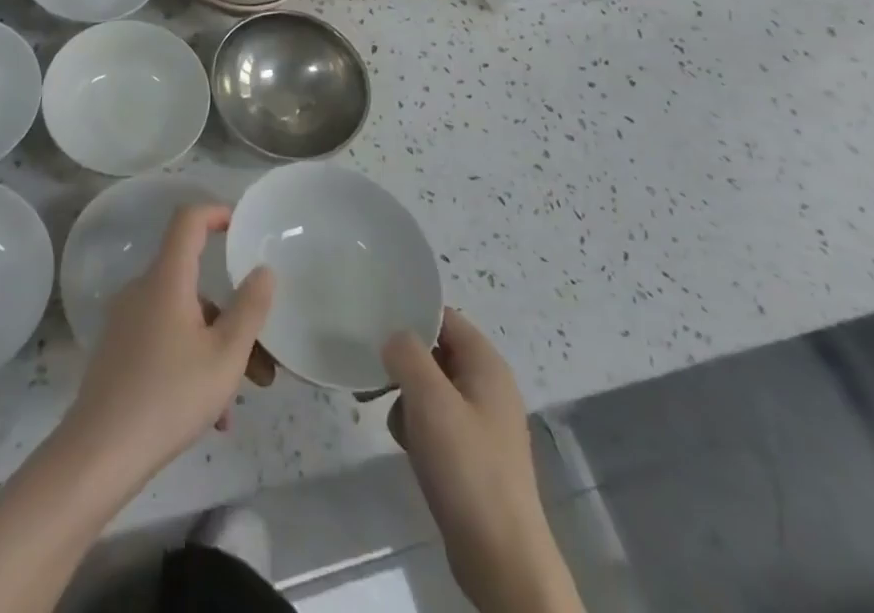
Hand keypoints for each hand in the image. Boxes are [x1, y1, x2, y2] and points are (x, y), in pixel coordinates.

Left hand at [62, 204, 275, 487]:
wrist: (99, 452)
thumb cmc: (169, 396)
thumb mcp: (225, 356)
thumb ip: (249, 309)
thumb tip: (263, 270)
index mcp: (167, 278)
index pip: (188, 220)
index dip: (215, 212)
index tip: (241, 227)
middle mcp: (143, 289)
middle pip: (193, 282)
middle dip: (230, 315)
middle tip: (261, 361)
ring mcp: (126, 320)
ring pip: (182, 319)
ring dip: (214, 349)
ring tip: (235, 404)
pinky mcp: (118, 349)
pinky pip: (163, 340)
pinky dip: (189, 363)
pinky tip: (209, 416)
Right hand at [385, 309, 570, 612]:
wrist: (500, 559)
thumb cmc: (467, 467)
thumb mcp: (429, 399)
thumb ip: (406, 354)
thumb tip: (393, 338)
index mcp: (486, 364)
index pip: (443, 317)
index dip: (410, 314)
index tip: (374, 320)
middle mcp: (486, 386)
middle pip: (434, 351)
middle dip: (402, 361)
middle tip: (372, 372)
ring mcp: (480, 422)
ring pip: (430, 388)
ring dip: (406, 397)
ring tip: (392, 417)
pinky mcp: (471, 454)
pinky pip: (435, 421)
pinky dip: (416, 426)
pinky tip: (406, 446)